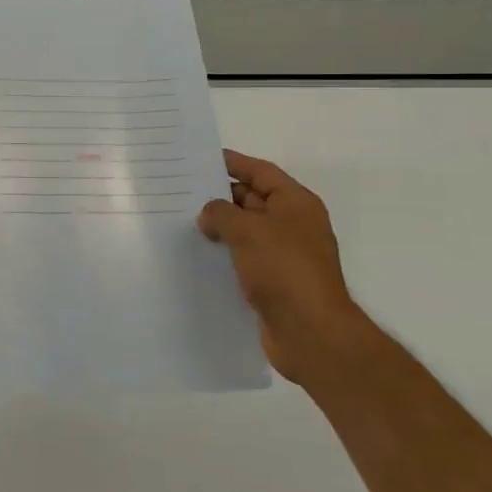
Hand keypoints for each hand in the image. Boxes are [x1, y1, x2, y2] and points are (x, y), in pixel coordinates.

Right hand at [197, 151, 357, 383]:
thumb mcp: (247, 230)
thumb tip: (209, 214)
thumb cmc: (283, 270)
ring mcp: (284, 254)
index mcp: (295, 203)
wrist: (310, 332)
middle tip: (181, 191)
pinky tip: (197, 253)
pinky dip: (224, 252)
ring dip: (219, 226)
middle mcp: (293, 224)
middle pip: (253, 199)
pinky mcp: (274, 280)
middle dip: (220, 195)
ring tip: (181, 221)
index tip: (200, 159)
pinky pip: (244, 256)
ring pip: (246, 229)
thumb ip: (221, 213)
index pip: (260, 172)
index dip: (232, 163)